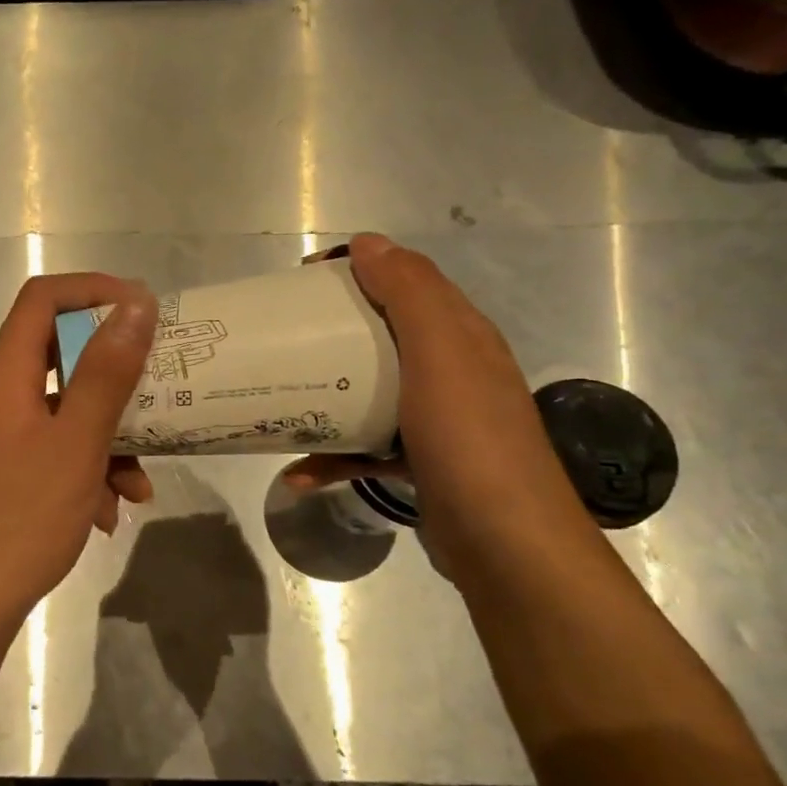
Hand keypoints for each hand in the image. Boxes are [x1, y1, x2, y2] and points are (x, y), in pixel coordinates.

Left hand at [0, 273, 157, 612]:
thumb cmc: (24, 517)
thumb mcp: (77, 442)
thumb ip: (107, 371)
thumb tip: (136, 303)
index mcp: (5, 375)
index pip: (42, 299)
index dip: (92, 290)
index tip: (142, 308)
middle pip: (59, 354)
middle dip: (115, 374)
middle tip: (159, 384)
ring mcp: (2, 435)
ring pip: (66, 410)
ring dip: (109, 437)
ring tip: (140, 482)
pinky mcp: (8, 469)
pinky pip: (56, 449)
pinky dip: (89, 469)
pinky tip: (111, 513)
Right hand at [287, 234, 597, 583]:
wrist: (506, 543)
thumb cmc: (468, 438)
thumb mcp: (441, 353)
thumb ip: (409, 293)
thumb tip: (368, 242)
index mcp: (459, 334)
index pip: (407, 280)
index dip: (358, 269)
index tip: (304, 281)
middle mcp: (451, 370)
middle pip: (382, 334)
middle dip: (332, 330)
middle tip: (283, 336)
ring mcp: (437, 420)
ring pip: (371, 390)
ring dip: (327, 393)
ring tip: (280, 398)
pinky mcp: (421, 462)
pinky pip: (367, 446)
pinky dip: (333, 455)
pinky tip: (298, 474)